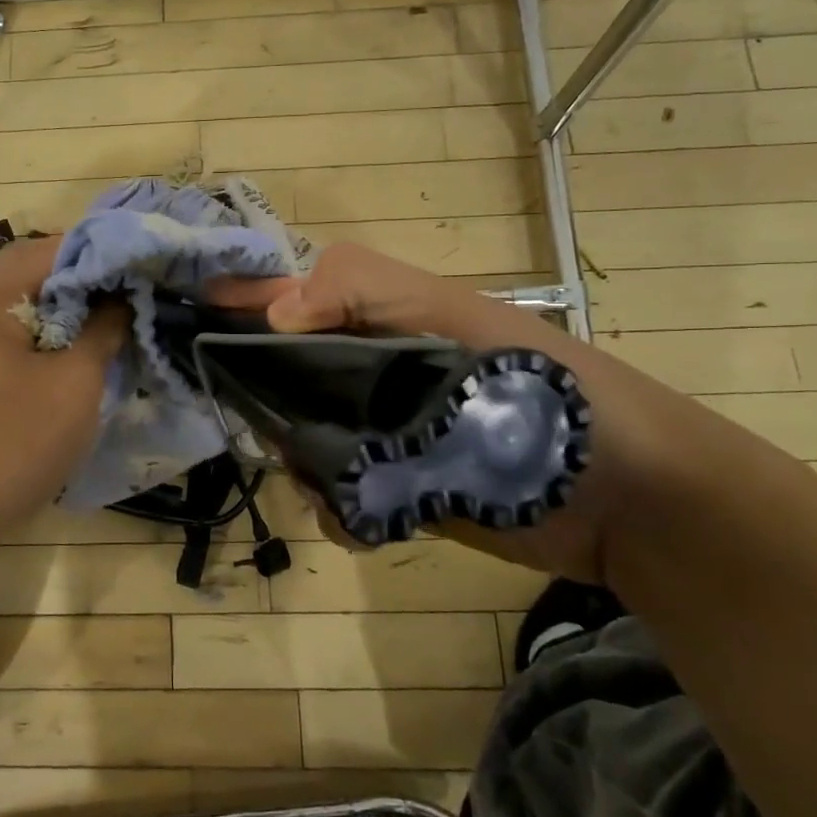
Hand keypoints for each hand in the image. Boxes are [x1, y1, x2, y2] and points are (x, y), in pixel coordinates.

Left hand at [0, 238, 126, 550]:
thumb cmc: (6, 447)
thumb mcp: (73, 387)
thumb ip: (102, 332)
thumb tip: (118, 300)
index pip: (51, 248)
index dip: (102, 254)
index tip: (141, 272)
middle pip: (29, 279)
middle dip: (82, 289)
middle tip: (127, 308)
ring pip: (14, 315)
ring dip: (60, 321)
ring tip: (101, 340)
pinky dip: (34, 348)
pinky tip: (58, 374)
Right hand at [214, 242, 690, 585]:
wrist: (628, 498)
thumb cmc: (540, 390)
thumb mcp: (456, 320)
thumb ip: (364, 294)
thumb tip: (274, 312)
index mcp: (381, 317)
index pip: (292, 297)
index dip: (241, 302)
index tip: (187, 317)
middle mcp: (372, 371)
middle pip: (282, 376)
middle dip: (265, 402)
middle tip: (270, 430)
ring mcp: (382, 434)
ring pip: (301, 441)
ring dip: (302, 464)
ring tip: (335, 486)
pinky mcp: (397, 490)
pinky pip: (336, 497)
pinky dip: (337, 511)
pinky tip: (364, 523)